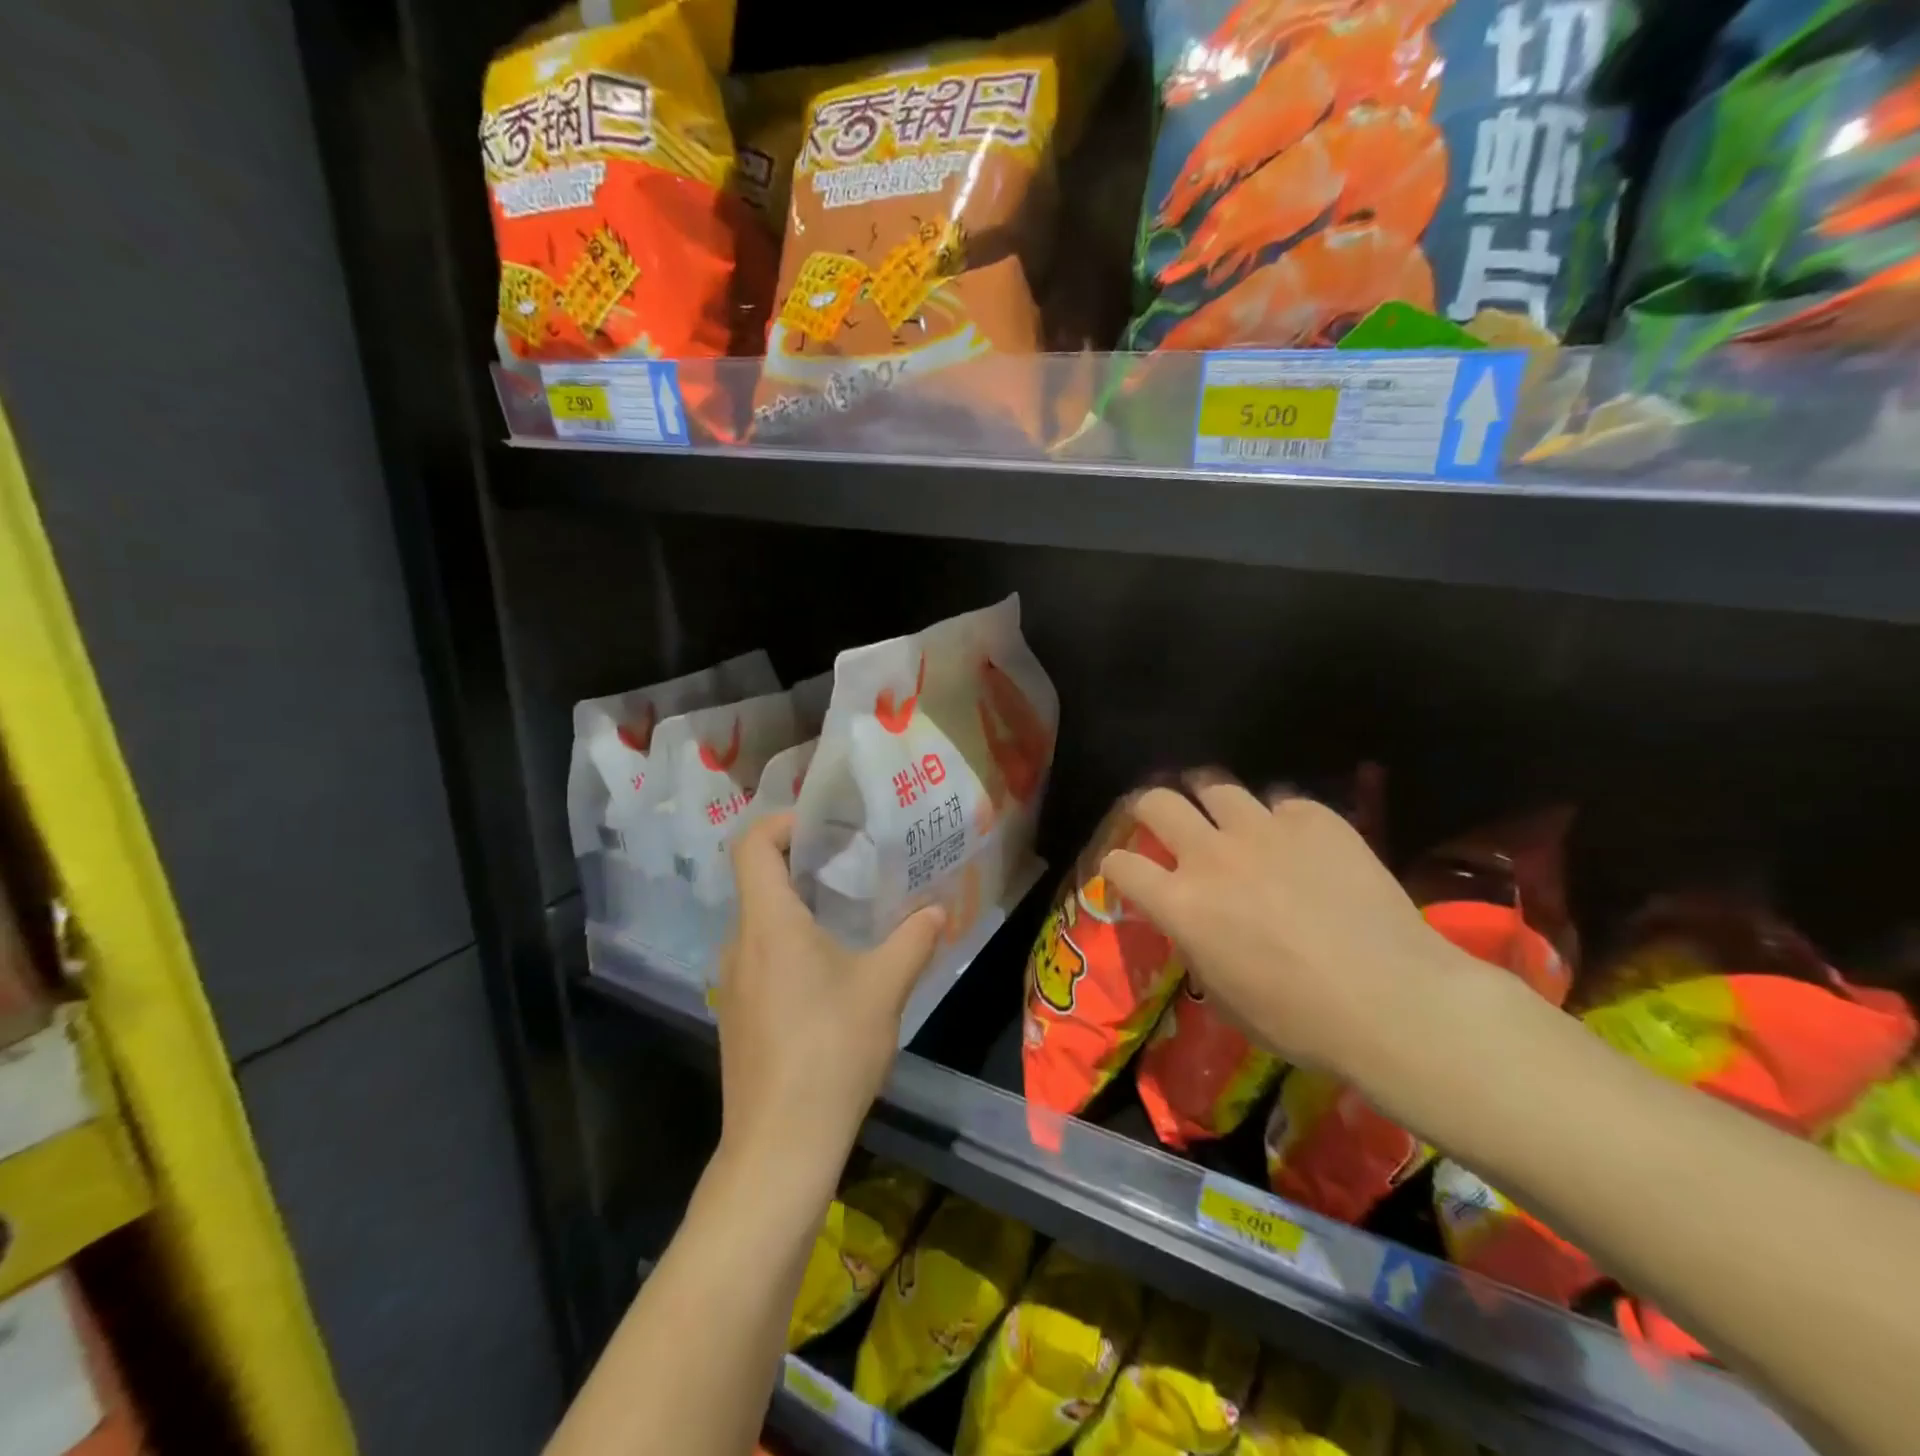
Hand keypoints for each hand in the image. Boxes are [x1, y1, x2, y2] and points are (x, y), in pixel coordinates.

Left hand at [713, 813, 945, 1185]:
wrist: (779, 1146)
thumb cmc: (831, 1051)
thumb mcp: (884, 988)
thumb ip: (913, 940)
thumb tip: (937, 912)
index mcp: (768, 923)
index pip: (751, 845)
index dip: (782, 822)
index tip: (824, 825)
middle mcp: (739, 944)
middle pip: (756, 880)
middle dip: (801, 863)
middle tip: (851, 862)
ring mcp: (732, 983)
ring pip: (759, 922)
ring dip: (797, 907)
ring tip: (847, 913)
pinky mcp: (736, 1015)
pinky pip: (759, 957)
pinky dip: (789, 944)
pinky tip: (830, 972)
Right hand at [1101, 779, 1487, 1082]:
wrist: (1393, 1000)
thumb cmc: (1300, 1020)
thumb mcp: (1225, 998)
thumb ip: (1197, 947)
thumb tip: (1195, 925)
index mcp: (1181, 904)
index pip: (1121, 864)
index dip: (1117, 866)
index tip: (1126, 871)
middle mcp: (1211, 855)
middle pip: (1157, 802)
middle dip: (1148, 807)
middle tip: (1161, 818)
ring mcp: (1264, 830)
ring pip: (1217, 787)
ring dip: (1211, 801)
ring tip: (1225, 815)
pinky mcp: (1315, 820)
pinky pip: (1284, 804)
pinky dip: (1281, 820)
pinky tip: (1299, 842)